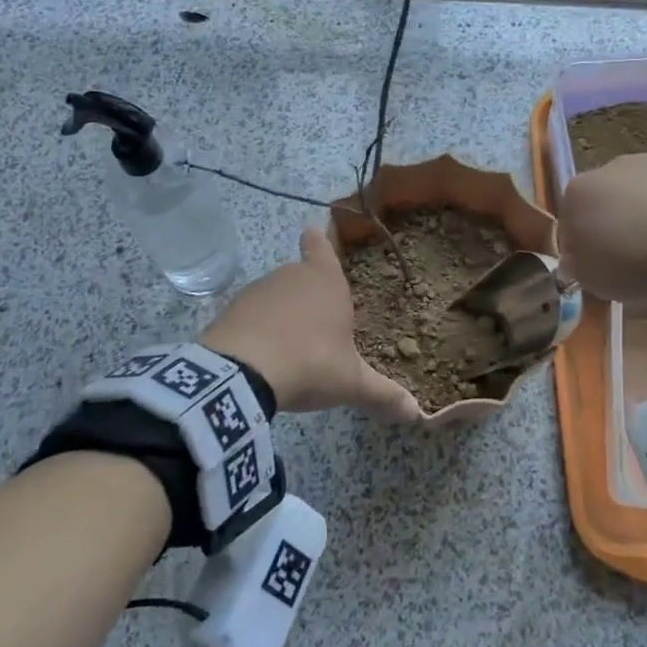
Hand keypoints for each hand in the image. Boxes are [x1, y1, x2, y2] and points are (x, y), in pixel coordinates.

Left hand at [202, 227, 420, 423]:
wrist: (240, 375)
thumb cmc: (310, 363)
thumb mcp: (350, 383)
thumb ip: (382, 394)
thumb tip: (416, 413)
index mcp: (325, 280)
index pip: (321, 244)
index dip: (321, 239)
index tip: (316, 232)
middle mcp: (291, 275)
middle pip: (301, 274)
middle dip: (310, 293)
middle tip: (321, 322)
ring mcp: (257, 290)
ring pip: (276, 295)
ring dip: (284, 313)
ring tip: (293, 346)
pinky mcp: (230, 311)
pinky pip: (251, 315)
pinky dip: (258, 329)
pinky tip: (265, 356)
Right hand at [558, 153, 646, 301]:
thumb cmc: (639, 263)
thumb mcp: (592, 280)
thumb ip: (576, 264)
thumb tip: (577, 257)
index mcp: (578, 192)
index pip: (569, 219)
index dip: (583, 244)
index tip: (599, 264)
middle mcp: (610, 166)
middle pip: (606, 197)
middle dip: (616, 221)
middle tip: (633, 255)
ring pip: (643, 189)